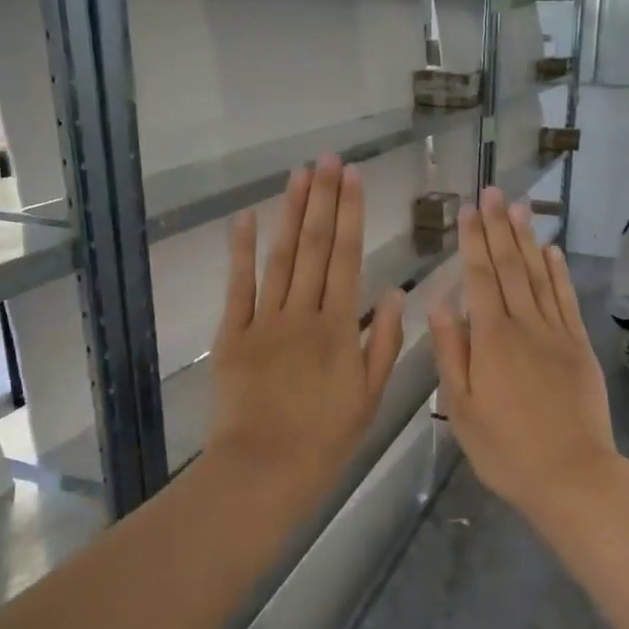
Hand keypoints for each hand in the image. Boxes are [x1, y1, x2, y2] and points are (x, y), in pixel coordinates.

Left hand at [204, 154, 405, 515]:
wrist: (264, 469)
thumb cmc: (325, 439)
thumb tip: (397, 292)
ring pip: (280, 257)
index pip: (348, 258)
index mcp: (339, 328)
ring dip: (290, 213)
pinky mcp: (232, 335)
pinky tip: (245, 218)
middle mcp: (303, 313)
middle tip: (327, 160)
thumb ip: (383, 343)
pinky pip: (237, 286)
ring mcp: (264, 321)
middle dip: (322, 200)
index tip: (353, 178)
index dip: (351, 214)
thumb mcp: (370, 397)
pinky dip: (240, 251)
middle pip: (315, 247)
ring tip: (299, 175)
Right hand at [428, 188, 620, 517]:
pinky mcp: (579, 346)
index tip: (466, 210)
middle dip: (498, 227)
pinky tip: (552, 250)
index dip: (471, 241)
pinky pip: (567, 299)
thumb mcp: (461, 407)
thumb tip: (439, 302)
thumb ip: (450, 351)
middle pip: (510, 267)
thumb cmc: (504, 448)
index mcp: (491, 339)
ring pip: (539, 275)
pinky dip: (559, 271)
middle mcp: (525, 325)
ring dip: (527, 238)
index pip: (478, 278)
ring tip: (519, 206)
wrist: (571, 475)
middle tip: (492, 191)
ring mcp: (557, 333)